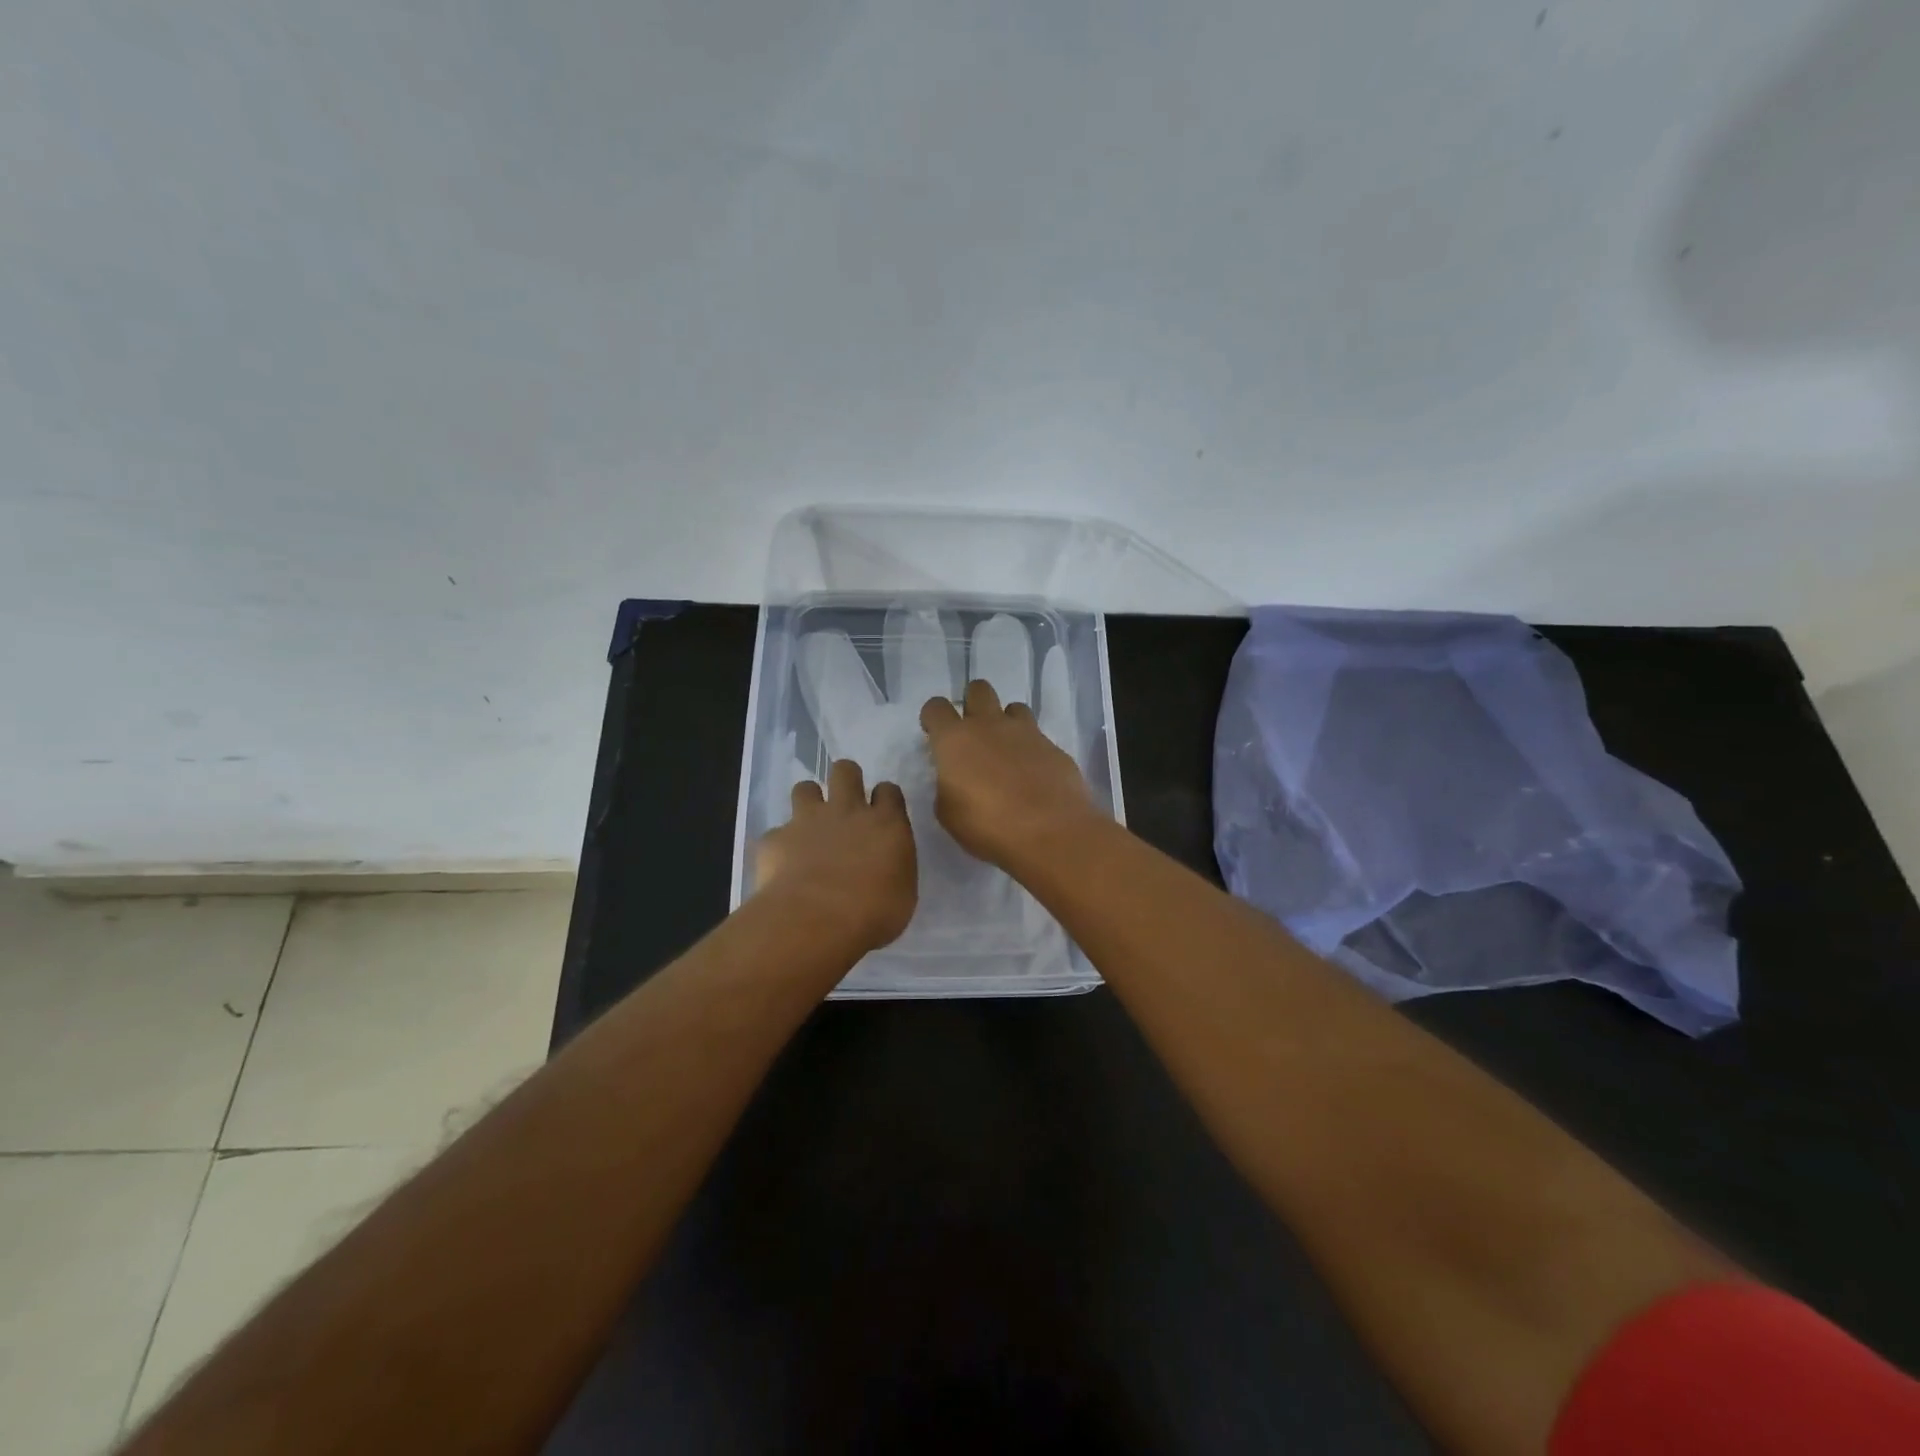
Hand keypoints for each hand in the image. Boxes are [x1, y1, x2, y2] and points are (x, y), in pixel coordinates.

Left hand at [754, 759, 916, 952]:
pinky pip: (777, 833)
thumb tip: (885, 869)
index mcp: (886, 824)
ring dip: (808, 802)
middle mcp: (847, 811)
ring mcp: (808, 820)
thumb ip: (893, 869)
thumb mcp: (902, 895)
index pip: (888, 791)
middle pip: (846, 771)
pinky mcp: (776, 838)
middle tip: (845, 804)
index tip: (881, 813)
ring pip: (805, 788)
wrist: (816, 920)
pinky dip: (780, 846)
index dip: (884, 798)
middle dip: (846, 779)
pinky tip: (783, 866)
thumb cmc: (873, 914)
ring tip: (809, 826)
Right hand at [919, 680, 1103, 874]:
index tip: (935, 736)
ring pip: (1013, 707)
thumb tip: (955, 779)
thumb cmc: (988, 826)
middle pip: (978, 689)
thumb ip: (946, 787)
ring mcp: (1026, 732)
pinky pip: (1037, 736)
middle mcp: (990, 725)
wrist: (1051, 832)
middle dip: (972, 703)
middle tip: (973, 734)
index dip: (933, 718)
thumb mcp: (948, 814)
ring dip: (1006, 723)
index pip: (936, 707)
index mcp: (955, 739)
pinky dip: (1031, 749)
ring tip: (1006, 752)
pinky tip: (1032, 775)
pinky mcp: (1054, 747)